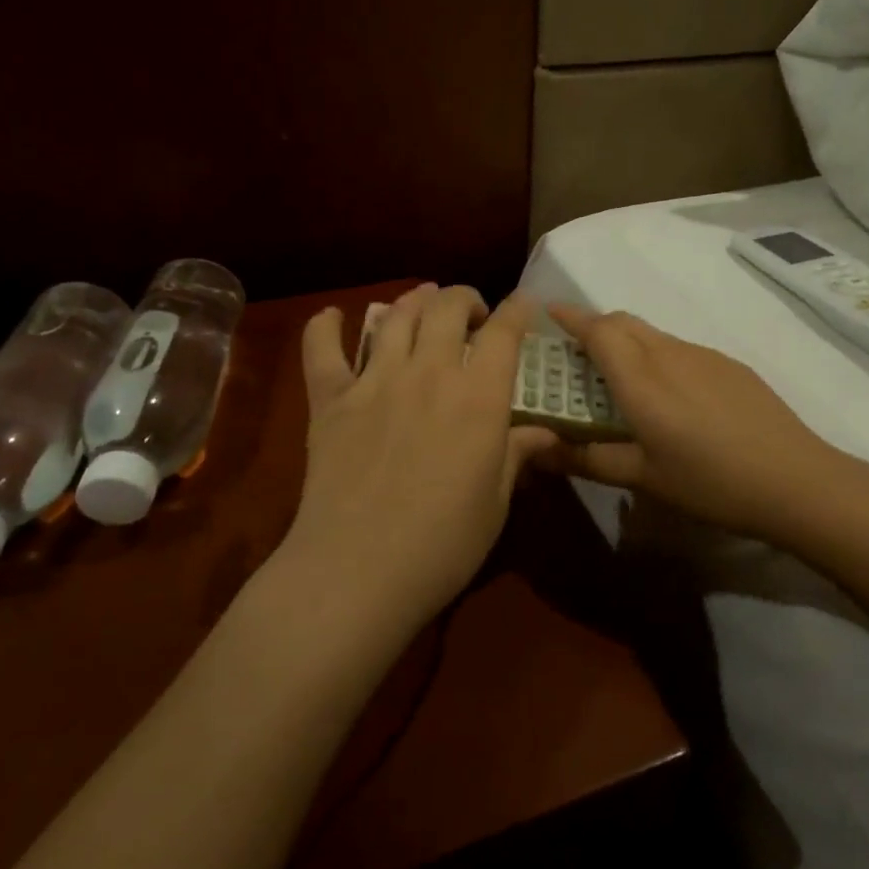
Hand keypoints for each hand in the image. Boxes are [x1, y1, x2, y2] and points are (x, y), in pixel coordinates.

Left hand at [285, 285, 559, 631]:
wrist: (358, 570)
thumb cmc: (443, 544)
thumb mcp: (496, 502)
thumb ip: (518, 455)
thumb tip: (546, 432)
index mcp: (478, 397)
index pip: (505, 332)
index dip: (518, 309)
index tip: (525, 303)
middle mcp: (429, 373)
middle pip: (447, 308)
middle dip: (465, 298)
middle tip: (472, 314)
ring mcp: (374, 381)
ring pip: (394, 316)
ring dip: (413, 301)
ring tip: (422, 303)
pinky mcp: (330, 400)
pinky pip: (322, 350)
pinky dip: (324, 326)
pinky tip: (332, 317)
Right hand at [539, 305, 842, 544]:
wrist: (796, 480)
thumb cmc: (710, 482)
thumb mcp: (642, 477)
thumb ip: (586, 458)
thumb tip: (536, 450)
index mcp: (641, 378)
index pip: (598, 329)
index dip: (571, 317)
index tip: (549, 313)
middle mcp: (669, 354)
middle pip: (623, 322)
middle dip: (595, 327)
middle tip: (577, 358)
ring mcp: (704, 355)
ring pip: (653, 334)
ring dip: (627, 343)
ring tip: (621, 382)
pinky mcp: (730, 365)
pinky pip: (680, 348)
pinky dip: (658, 357)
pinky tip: (672, 398)